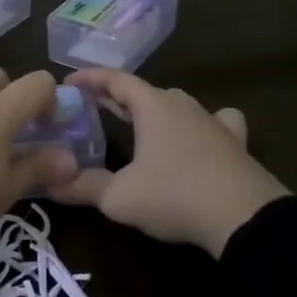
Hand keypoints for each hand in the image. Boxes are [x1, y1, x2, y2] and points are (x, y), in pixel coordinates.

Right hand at [53, 70, 288, 257]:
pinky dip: (201, 124)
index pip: (115, 80)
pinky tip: (202, 135)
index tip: (67, 83)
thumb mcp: (119, 197)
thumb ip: (83, 187)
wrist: (245, 218)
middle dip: (117, 96)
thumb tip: (51, 183)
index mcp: (152, 106)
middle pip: (144, 90)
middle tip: (94, 105)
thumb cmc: (175, 196)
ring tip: (141, 121)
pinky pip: (216, 121)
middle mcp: (182, 104)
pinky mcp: (235, 143)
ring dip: (155, 108)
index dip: (89, 79)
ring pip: (176, 104)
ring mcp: (212, 121)